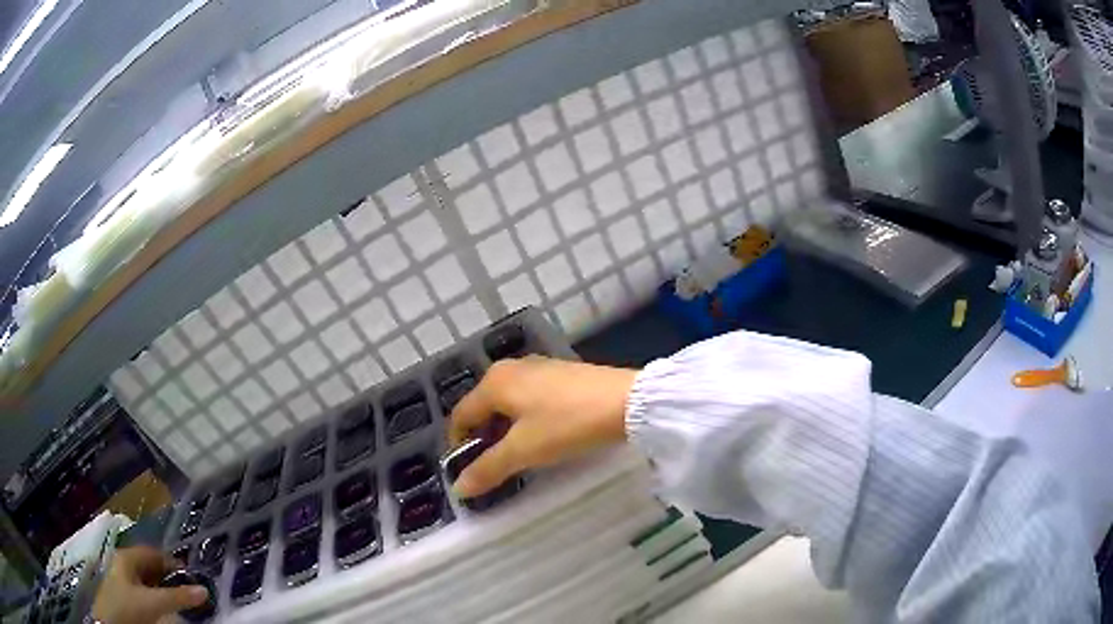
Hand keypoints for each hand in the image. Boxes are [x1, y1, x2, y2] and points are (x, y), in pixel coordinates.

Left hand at [91, 546, 207, 623]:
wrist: (110, 622)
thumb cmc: (128, 606)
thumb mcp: (154, 603)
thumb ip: (177, 597)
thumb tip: (203, 590)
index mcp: (127, 557)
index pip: (152, 552)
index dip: (171, 561)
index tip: (190, 574)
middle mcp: (122, 564)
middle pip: (148, 566)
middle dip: (167, 576)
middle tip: (186, 588)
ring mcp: (120, 580)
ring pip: (144, 580)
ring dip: (161, 588)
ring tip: (176, 600)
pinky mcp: (122, 595)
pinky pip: (141, 591)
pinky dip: (154, 596)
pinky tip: (161, 608)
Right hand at [448, 356, 637, 496]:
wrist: (627, 402)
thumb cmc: (567, 424)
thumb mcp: (524, 450)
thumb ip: (488, 468)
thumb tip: (458, 488)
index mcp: (494, 382)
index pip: (460, 415)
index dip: (458, 445)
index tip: (467, 471)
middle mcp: (510, 368)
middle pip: (483, 407)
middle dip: (483, 438)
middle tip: (494, 466)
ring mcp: (537, 367)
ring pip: (507, 402)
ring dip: (505, 430)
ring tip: (519, 455)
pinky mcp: (560, 373)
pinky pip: (529, 397)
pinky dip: (526, 418)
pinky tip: (543, 435)